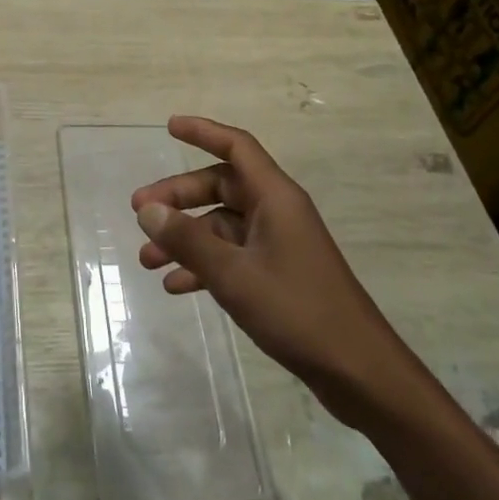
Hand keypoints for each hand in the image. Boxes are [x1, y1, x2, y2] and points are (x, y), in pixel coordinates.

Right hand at [132, 116, 408, 420]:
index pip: (236, 146)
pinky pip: (233, 255)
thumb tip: (147, 210)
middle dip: (179, 198)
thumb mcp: (234, 275)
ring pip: (222, 225)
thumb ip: (188, 240)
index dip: (203, 132)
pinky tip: (176, 286)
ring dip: (186, 238)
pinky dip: (204, 265)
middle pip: (221, 186)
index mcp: (275, 197)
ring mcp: (278, 243)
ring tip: (147, 260)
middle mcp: (277, 211)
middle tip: (139, 213)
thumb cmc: (297, 310)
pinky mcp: (279, 273)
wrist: (358, 372)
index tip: (169, 127)